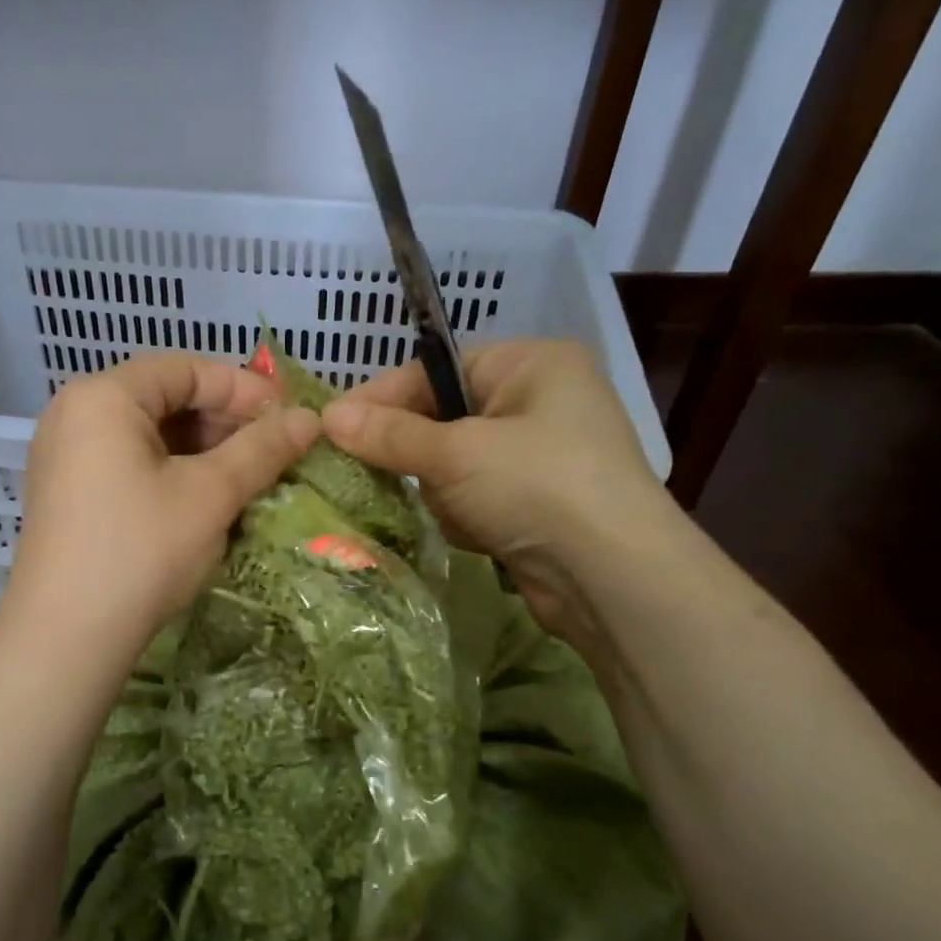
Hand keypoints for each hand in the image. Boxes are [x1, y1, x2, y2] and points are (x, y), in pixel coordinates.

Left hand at [0, 354, 319, 658]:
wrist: (66, 639)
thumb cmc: (140, 551)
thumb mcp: (210, 495)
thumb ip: (262, 449)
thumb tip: (310, 419)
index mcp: (103, 397)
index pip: (185, 369)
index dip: (244, 388)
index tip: (288, 417)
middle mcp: (75, 415)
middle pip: (164, 399)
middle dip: (223, 422)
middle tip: (272, 452)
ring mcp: (64, 457)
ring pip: (148, 436)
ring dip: (202, 452)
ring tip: (247, 480)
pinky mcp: (67, 495)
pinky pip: (128, 465)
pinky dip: (172, 474)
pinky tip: (205, 503)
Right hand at [320, 339, 679, 644]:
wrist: (612, 577)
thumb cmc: (536, 486)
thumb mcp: (455, 453)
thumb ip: (389, 434)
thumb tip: (327, 417)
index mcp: (531, 364)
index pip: (435, 369)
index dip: (381, 397)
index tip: (332, 426)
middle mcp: (540, 401)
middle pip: (443, 418)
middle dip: (420, 455)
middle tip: (382, 474)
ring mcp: (542, 456)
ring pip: (454, 464)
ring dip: (445, 493)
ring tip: (462, 514)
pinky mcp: (538, 503)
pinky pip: (476, 497)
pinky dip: (466, 516)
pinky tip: (479, 535)